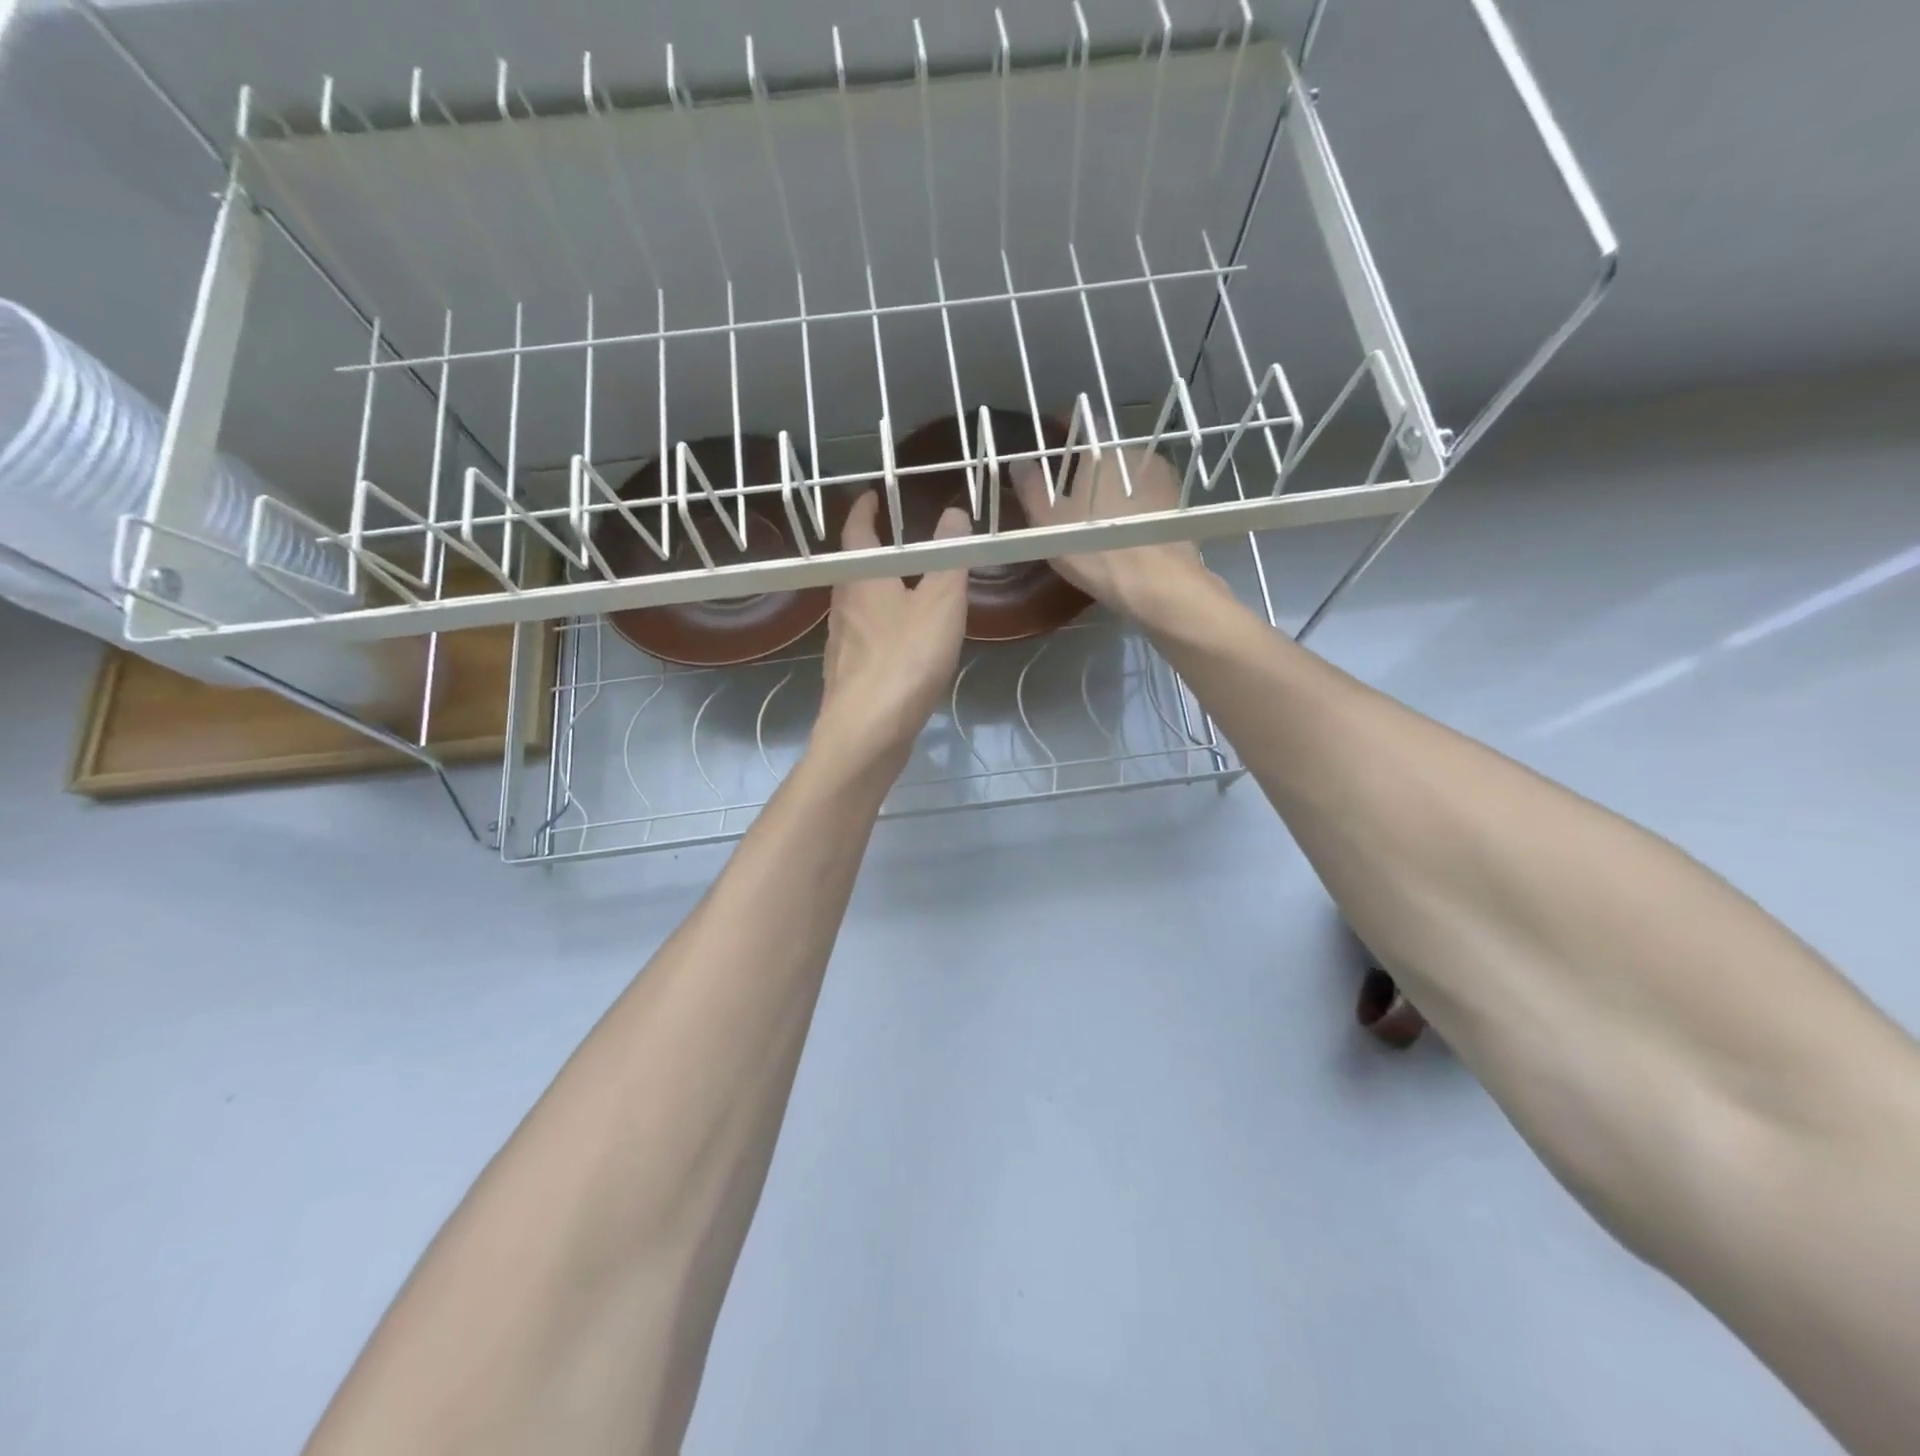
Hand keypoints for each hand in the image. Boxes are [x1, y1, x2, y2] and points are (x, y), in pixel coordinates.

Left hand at [813, 490, 969, 773]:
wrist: (867, 732)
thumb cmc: (905, 659)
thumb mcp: (940, 603)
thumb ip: (949, 558)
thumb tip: (953, 513)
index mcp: (862, 580)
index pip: (856, 532)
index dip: (864, 510)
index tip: (872, 495)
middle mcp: (843, 608)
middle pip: (854, 571)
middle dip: (874, 554)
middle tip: (898, 543)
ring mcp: (841, 645)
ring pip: (858, 607)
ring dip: (877, 593)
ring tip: (906, 591)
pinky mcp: (847, 678)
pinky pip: (865, 641)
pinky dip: (882, 630)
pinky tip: (902, 647)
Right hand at [1010, 446, 1214, 623]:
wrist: (1159, 584)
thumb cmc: (1096, 547)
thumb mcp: (1049, 522)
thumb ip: (1031, 488)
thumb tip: (1020, 463)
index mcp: (1104, 448)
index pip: (1082, 422)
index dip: (1063, 428)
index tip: (1048, 441)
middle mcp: (1138, 453)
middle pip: (1106, 450)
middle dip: (1087, 464)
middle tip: (1066, 488)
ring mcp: (1163, 478)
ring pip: (1128, 474)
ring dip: (1112, 486)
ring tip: (1094, 513)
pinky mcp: (1178, 506)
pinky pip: (1146, 496)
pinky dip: (1131, 505)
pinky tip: (1120, 528)